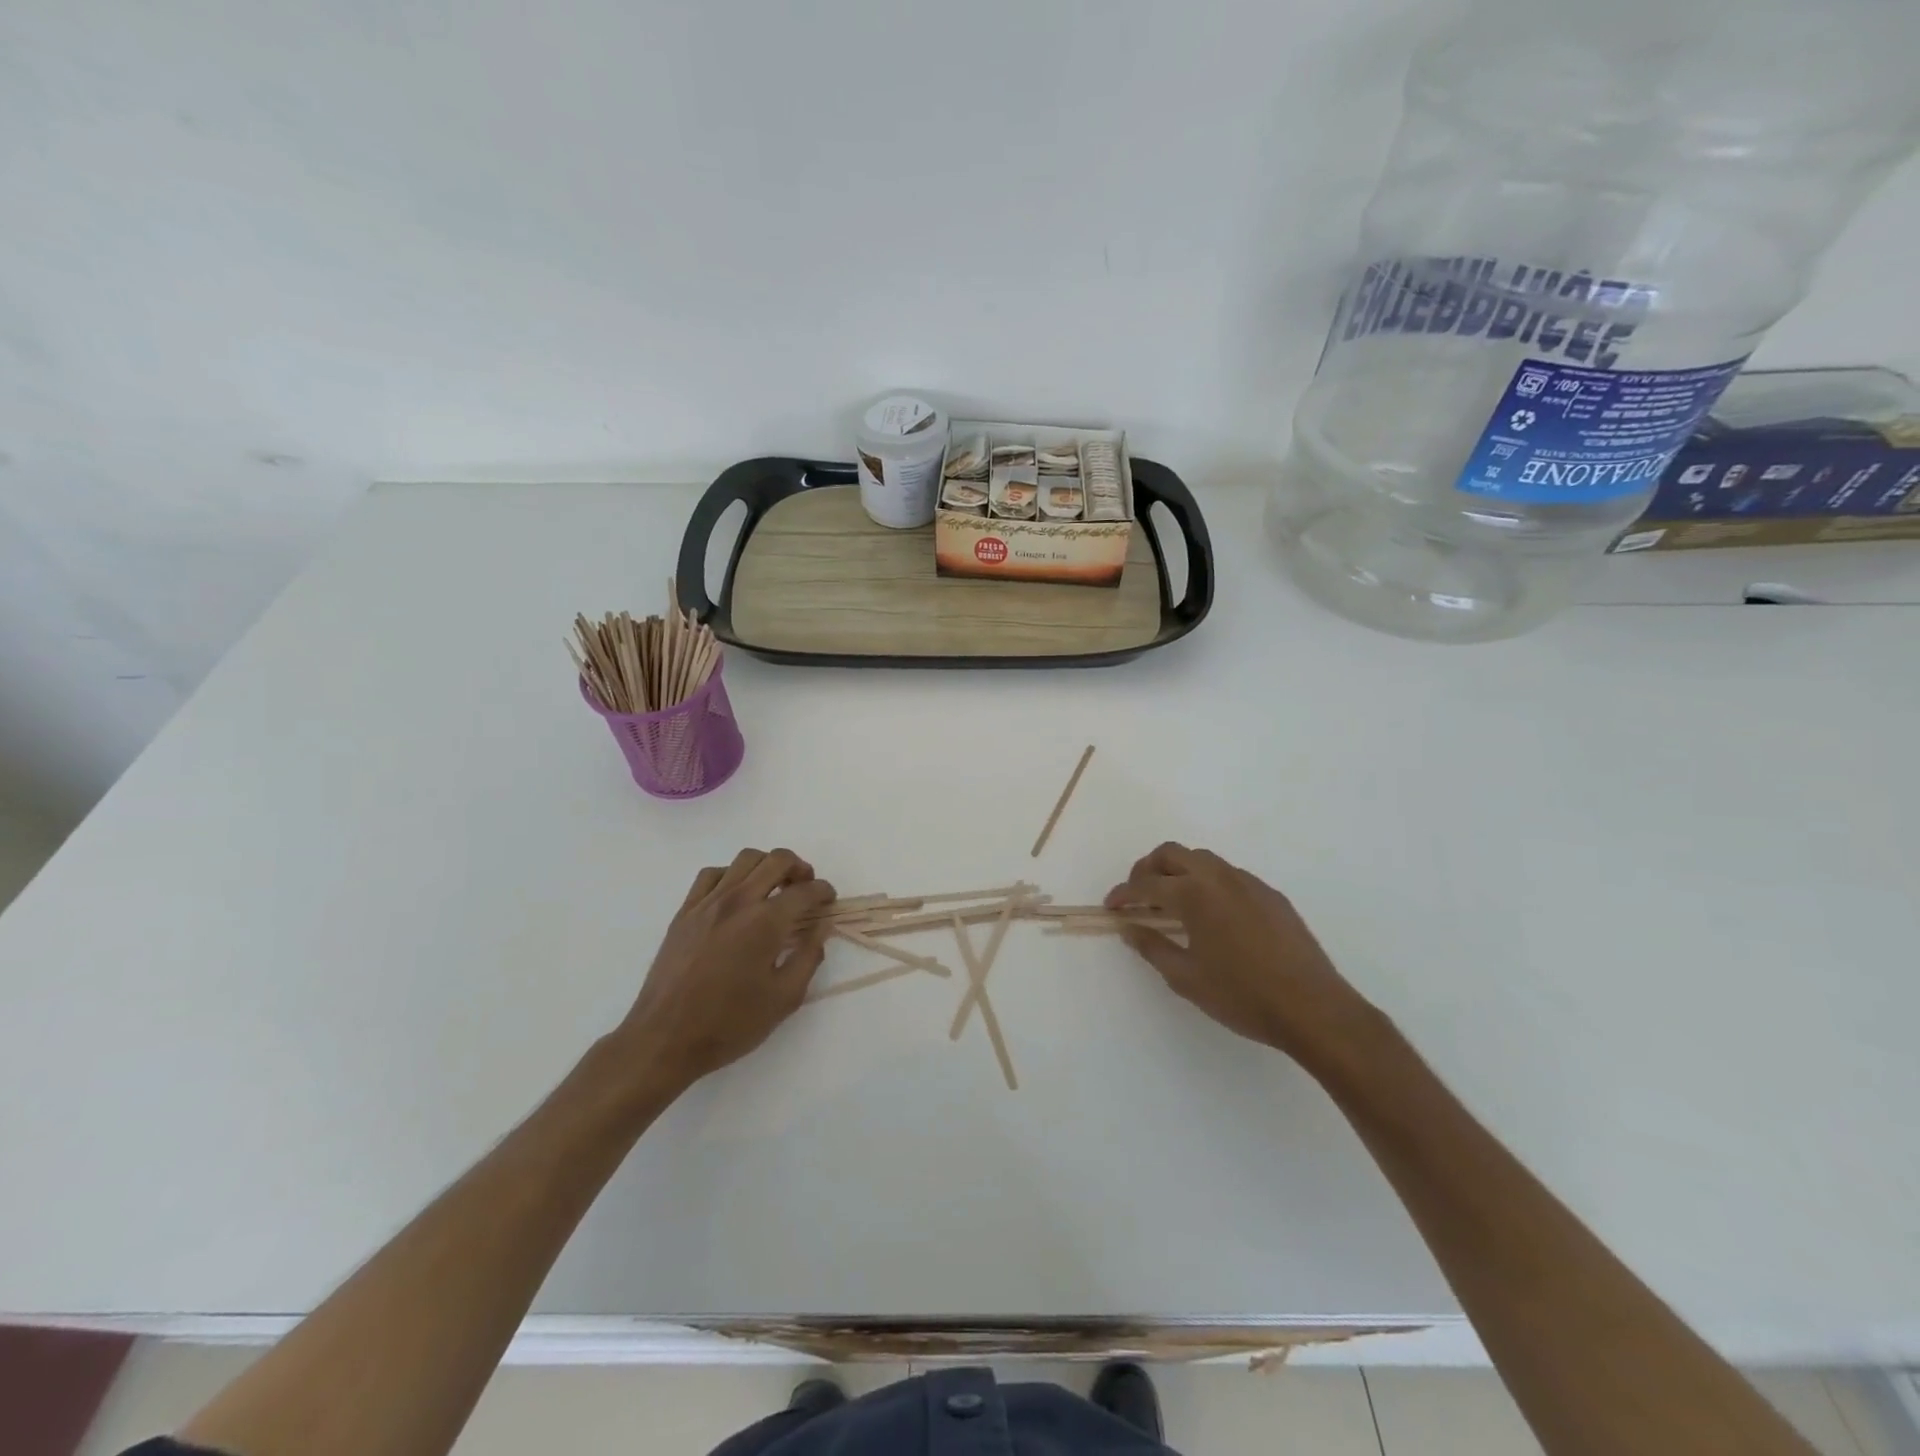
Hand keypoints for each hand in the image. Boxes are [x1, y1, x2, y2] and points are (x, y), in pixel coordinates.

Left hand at [617, 848, 835, 1092]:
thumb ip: (809, 957)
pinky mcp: (685, 911)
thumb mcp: (784, 998)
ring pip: (745, 859)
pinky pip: (712, 874)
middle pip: (777, 860)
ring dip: (767, 865)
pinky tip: (736, 895)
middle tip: (806, 887)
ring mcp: (708, 902)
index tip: (829, 900)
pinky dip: (732, 875)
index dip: (824, 891)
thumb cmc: (729, 1024)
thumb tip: (821, 927)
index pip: (805, 891)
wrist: (665, 1039)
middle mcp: (739, 901)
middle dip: (800, 868)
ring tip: (774, 886)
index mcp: (766, 922)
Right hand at [1106, 843, 1375, 1071]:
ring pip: (1203, 859)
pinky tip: (1212, 915)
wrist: (1313, 1008)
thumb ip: (1152, 947)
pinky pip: (1229, 875)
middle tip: (1138, 896)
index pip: (1146, 884)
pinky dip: (1208, 883)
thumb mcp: (1186, 978)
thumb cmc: (1242, 995)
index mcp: (1194, 894)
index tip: (1112, 906)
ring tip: (1172, 903)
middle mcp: (1219, 877)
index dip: (1123, 894)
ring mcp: (1249, 882)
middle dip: (1147, 869)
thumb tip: (1129, 928)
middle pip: (1172, 853)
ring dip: (1179, 872)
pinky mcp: (1271, 895)